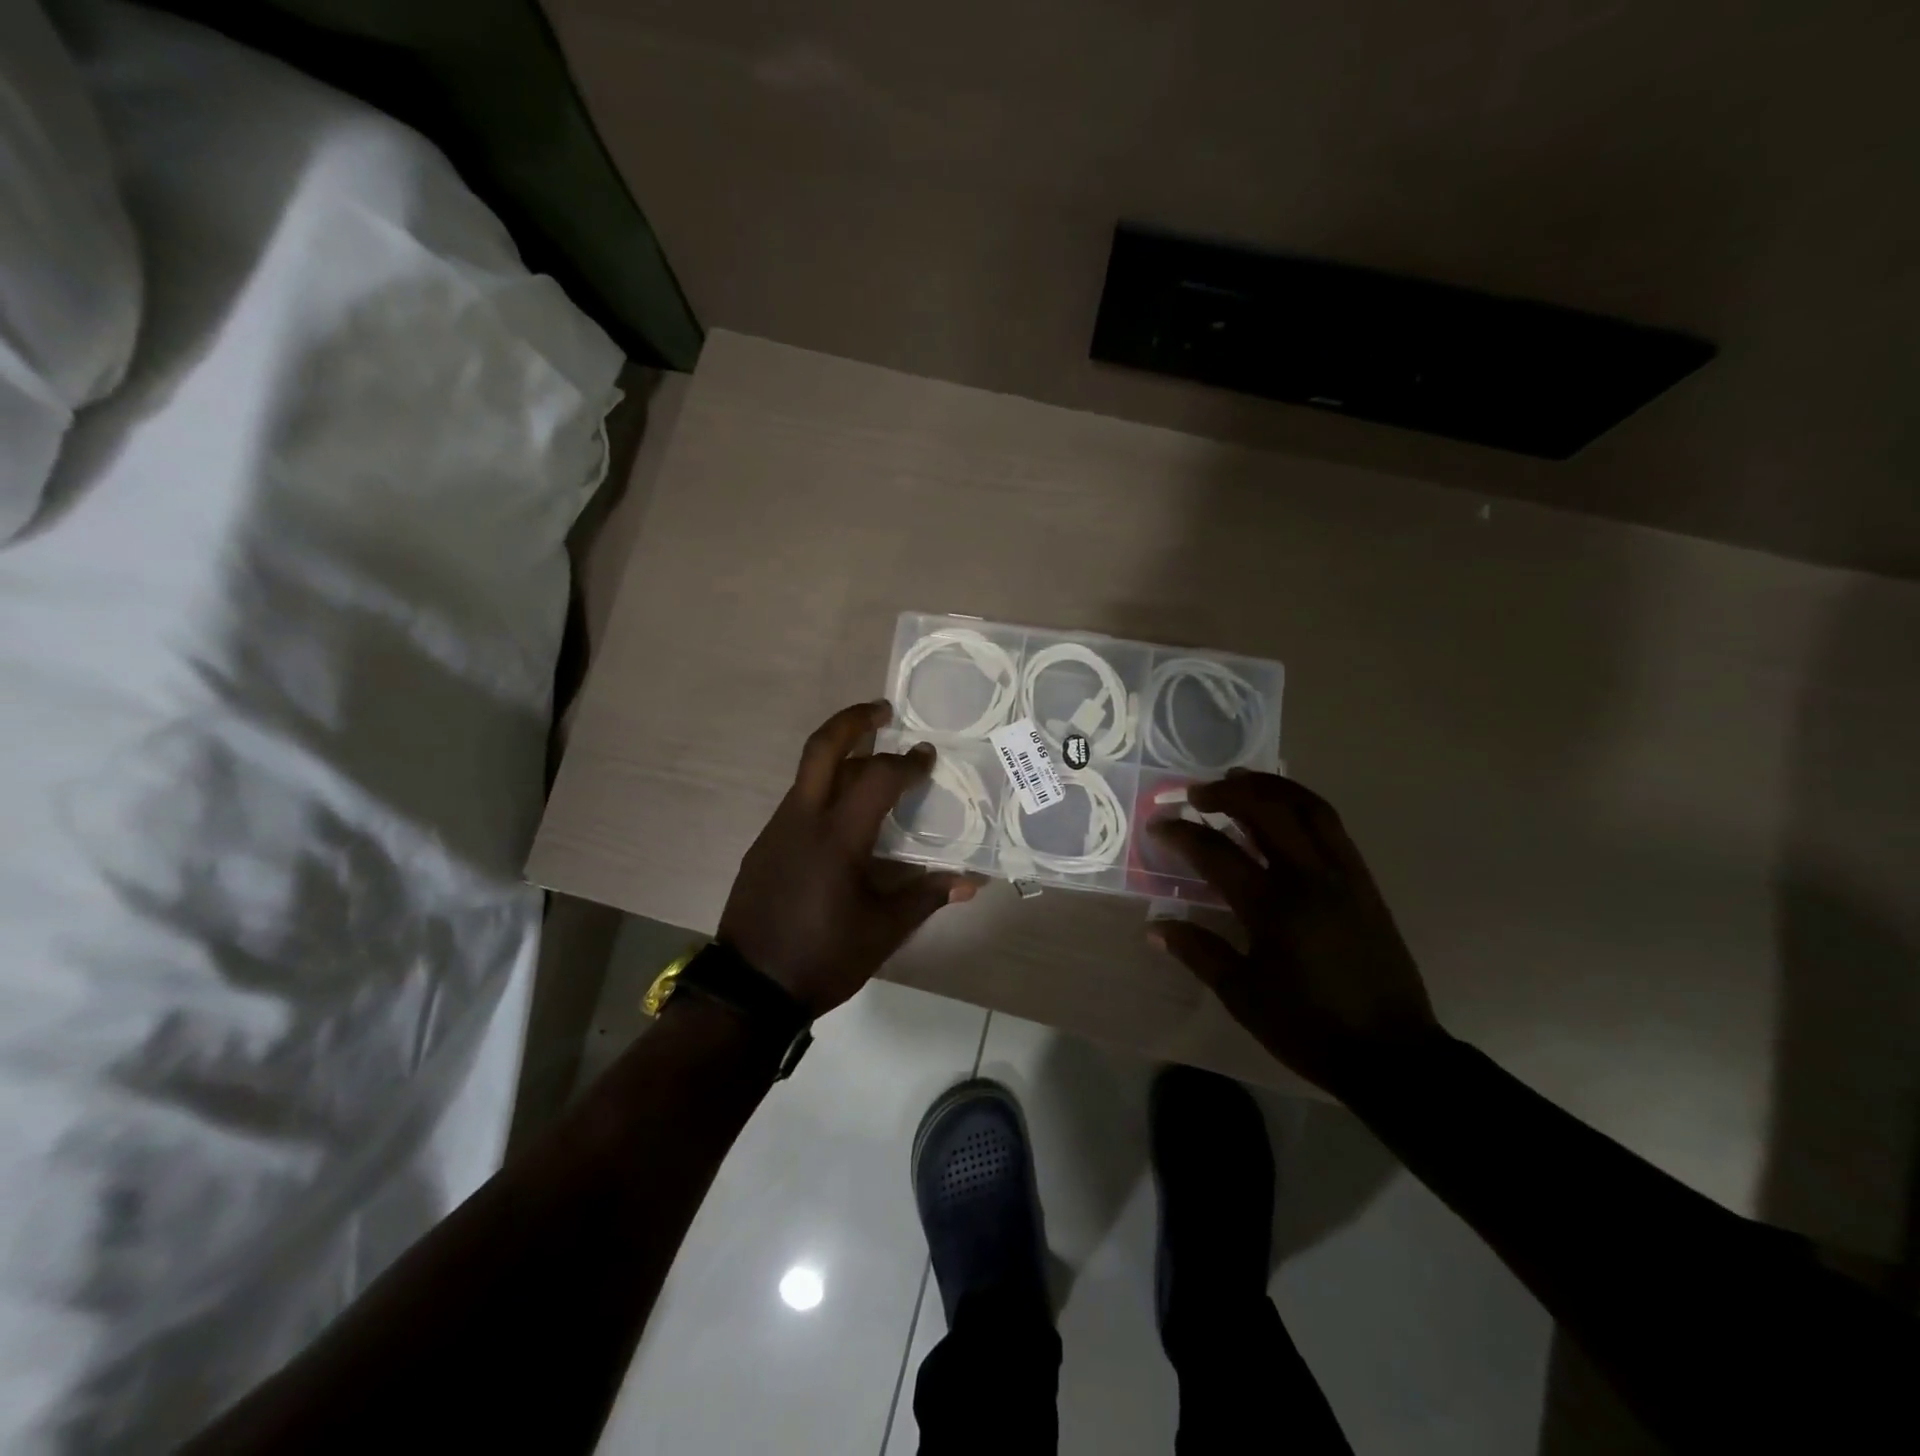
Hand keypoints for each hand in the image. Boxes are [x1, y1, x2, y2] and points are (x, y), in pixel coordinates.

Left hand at [718, 701, 980, 1014]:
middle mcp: (802, 820)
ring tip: (871, 758)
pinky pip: (799, 802)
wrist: (749, 990)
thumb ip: (926, 897)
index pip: (877, 778)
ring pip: (808, 774)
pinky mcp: (763, 846)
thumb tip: (970, 882)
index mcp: (837, 837)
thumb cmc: (822, 957)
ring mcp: (776, 830)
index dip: (907, 763)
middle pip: (822, 748)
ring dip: (840, 755)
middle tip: (883, 710)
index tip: (928, 757)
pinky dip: (825, 790)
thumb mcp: (883, 931)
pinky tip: (845, 814)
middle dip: (853, 720)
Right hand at [1147, 773, 1441, 1098]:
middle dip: (1227, 793)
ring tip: (1240, 780)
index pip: (1216, 852)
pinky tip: (1284, 811)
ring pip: (1308, 808)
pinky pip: (1333, 827)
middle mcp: (1310, 879)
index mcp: (1273, 908)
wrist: (1393, 1055)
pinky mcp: (1365, 883)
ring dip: (1270, 787)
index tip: (1159, 824)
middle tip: (1197, 793)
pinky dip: (1302, 806)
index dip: (1182, 833)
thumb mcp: (1243, 996)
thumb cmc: (1309, 1028)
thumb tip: (1154, 928)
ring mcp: (1344, 876)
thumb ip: (1198, 952)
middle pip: (1267, 811)